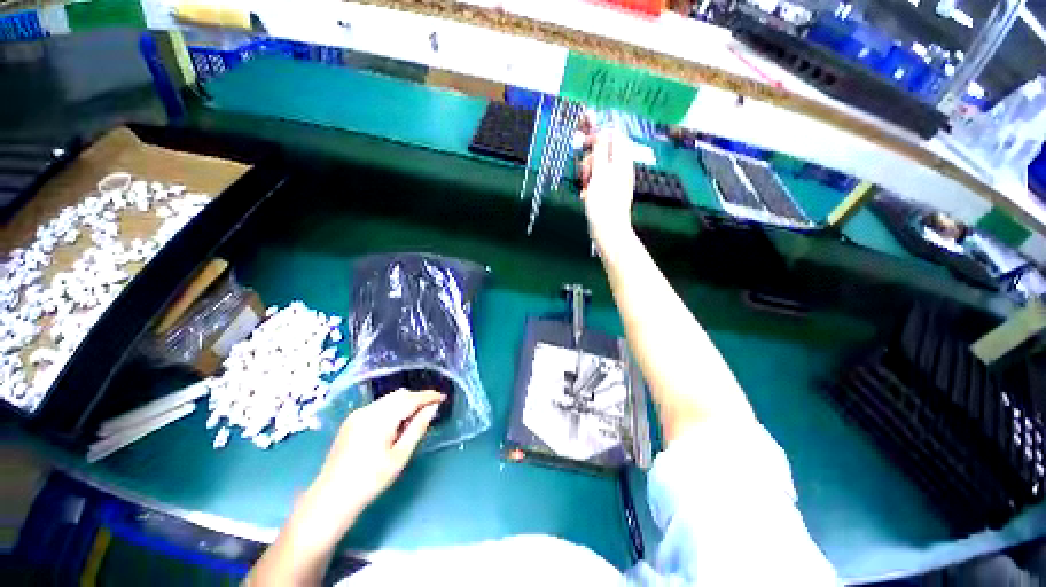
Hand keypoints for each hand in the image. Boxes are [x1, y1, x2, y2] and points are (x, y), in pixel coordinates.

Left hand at [312, 389, 444, 525]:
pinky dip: (391, 409)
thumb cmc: (371, 481)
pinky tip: (395, 425)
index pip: (410, 399)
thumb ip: (418, 427)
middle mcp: (368, 410)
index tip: (443, 397)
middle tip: (431, 409)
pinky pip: (378, 406)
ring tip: (414, 418)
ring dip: (404, 403)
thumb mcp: (400, 456)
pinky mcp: (351, 421)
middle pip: (399, 395)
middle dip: (417, 398)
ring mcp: (357, 414)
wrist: (331, 498)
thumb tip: (432, 408)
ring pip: (388, 399)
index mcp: (380, 418)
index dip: (428, 396)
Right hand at [579, 120, 635, 244]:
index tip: (585, 144)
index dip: (599, 135)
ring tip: (584, 185)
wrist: (609, 231)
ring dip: (589, 173)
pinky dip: (591, 184)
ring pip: (600, 166)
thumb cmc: (603, 204)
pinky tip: (586, 194)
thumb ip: (600, 152)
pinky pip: (599, 181)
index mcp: (621, 161)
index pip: (615, 135)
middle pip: (605, 151)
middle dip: (591, 158)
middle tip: (585, 172)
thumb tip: (602, 131)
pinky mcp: (609, 192)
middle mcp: (621, 168)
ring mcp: (615, 181)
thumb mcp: (599, 175)